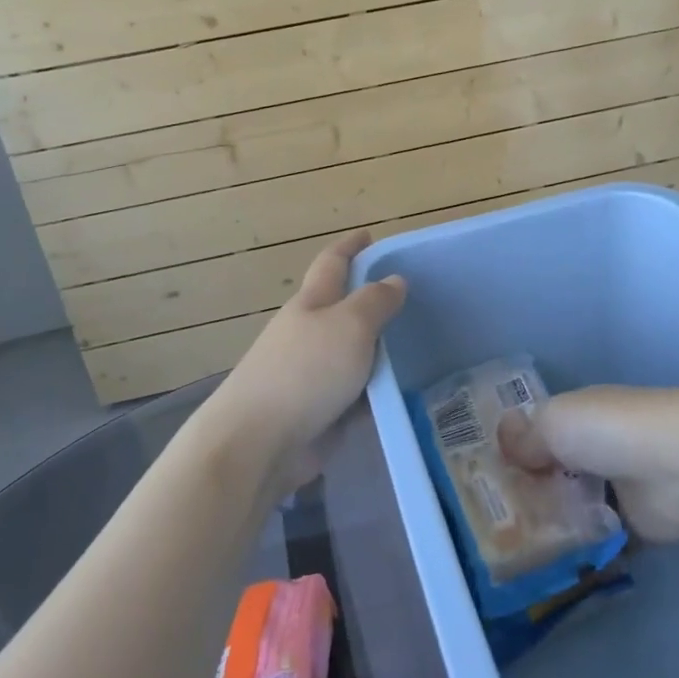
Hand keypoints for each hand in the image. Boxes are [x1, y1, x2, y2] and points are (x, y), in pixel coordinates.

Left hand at [208, 231, 405, 483]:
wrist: (259, 442)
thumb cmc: (305, 372)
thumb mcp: (349, 326)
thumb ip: (375, 302)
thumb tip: (394, 280)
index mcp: (311, 303)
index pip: (333, 263)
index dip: (350, 247)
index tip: (369, 235)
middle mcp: (309, 334)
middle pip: (343, 309)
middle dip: (370, 301)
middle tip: (412, 300)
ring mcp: (312, 375)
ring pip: (352, 353)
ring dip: (378, 350)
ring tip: (419, 347)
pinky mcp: (319, 411)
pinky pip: (356, 394)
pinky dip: (377, 391)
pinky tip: (405, 394)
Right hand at [500, 386, 678, 542]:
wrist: (675, 466)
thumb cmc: (607, 430)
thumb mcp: (553, 422)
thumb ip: (525, 438)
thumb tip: (503, 443)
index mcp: (577, 417)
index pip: (539, 433)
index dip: (514, 452)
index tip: (483, 478)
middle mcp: (597, 449)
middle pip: (555, 473)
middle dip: (530, 494)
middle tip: (493, 524)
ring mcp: (618, 489)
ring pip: (576, 509)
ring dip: (554, 526)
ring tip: (513, 553)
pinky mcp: (638, 528)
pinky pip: (602, 544)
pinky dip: (584, 556)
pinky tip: (551, 571)